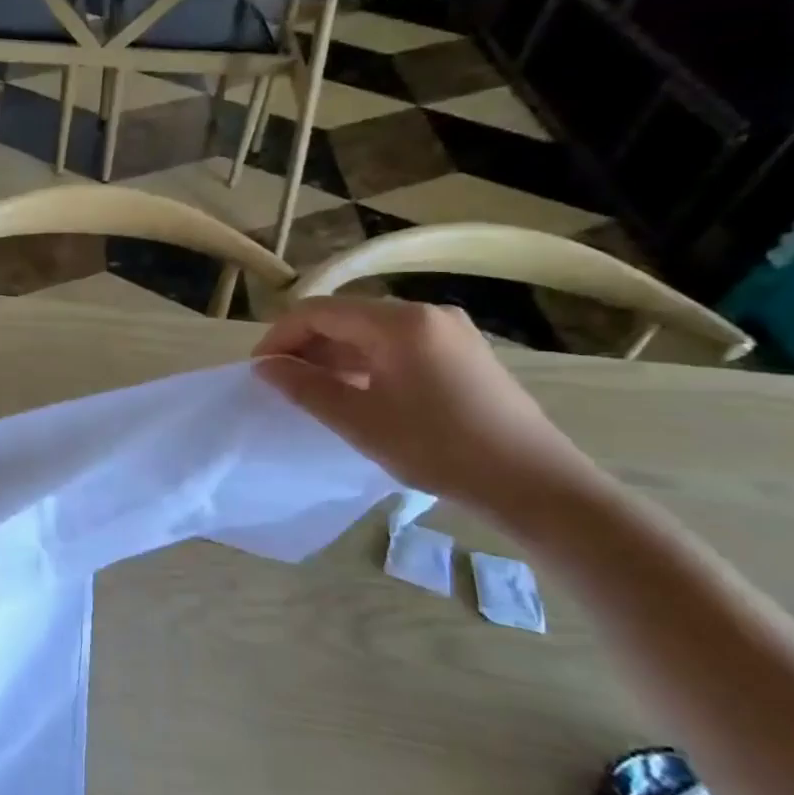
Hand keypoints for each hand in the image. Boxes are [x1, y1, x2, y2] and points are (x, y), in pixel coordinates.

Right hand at [253, 297, 595, 511]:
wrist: (534, 482)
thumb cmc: (438, 449)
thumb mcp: (359, 421)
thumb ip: (305, 387)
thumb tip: (264, 366)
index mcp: (399, 322)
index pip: (318, 312)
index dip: (280, 337)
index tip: (259, 371)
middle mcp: (425, 313)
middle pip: (345, 316)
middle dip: (306, 345)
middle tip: (283, 383)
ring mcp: (449, 330)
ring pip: (370, 331)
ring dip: (334, 355)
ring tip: (314, 392)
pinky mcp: (462, 351)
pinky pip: (397, 344)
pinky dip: (366, 361)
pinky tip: (358, 392)